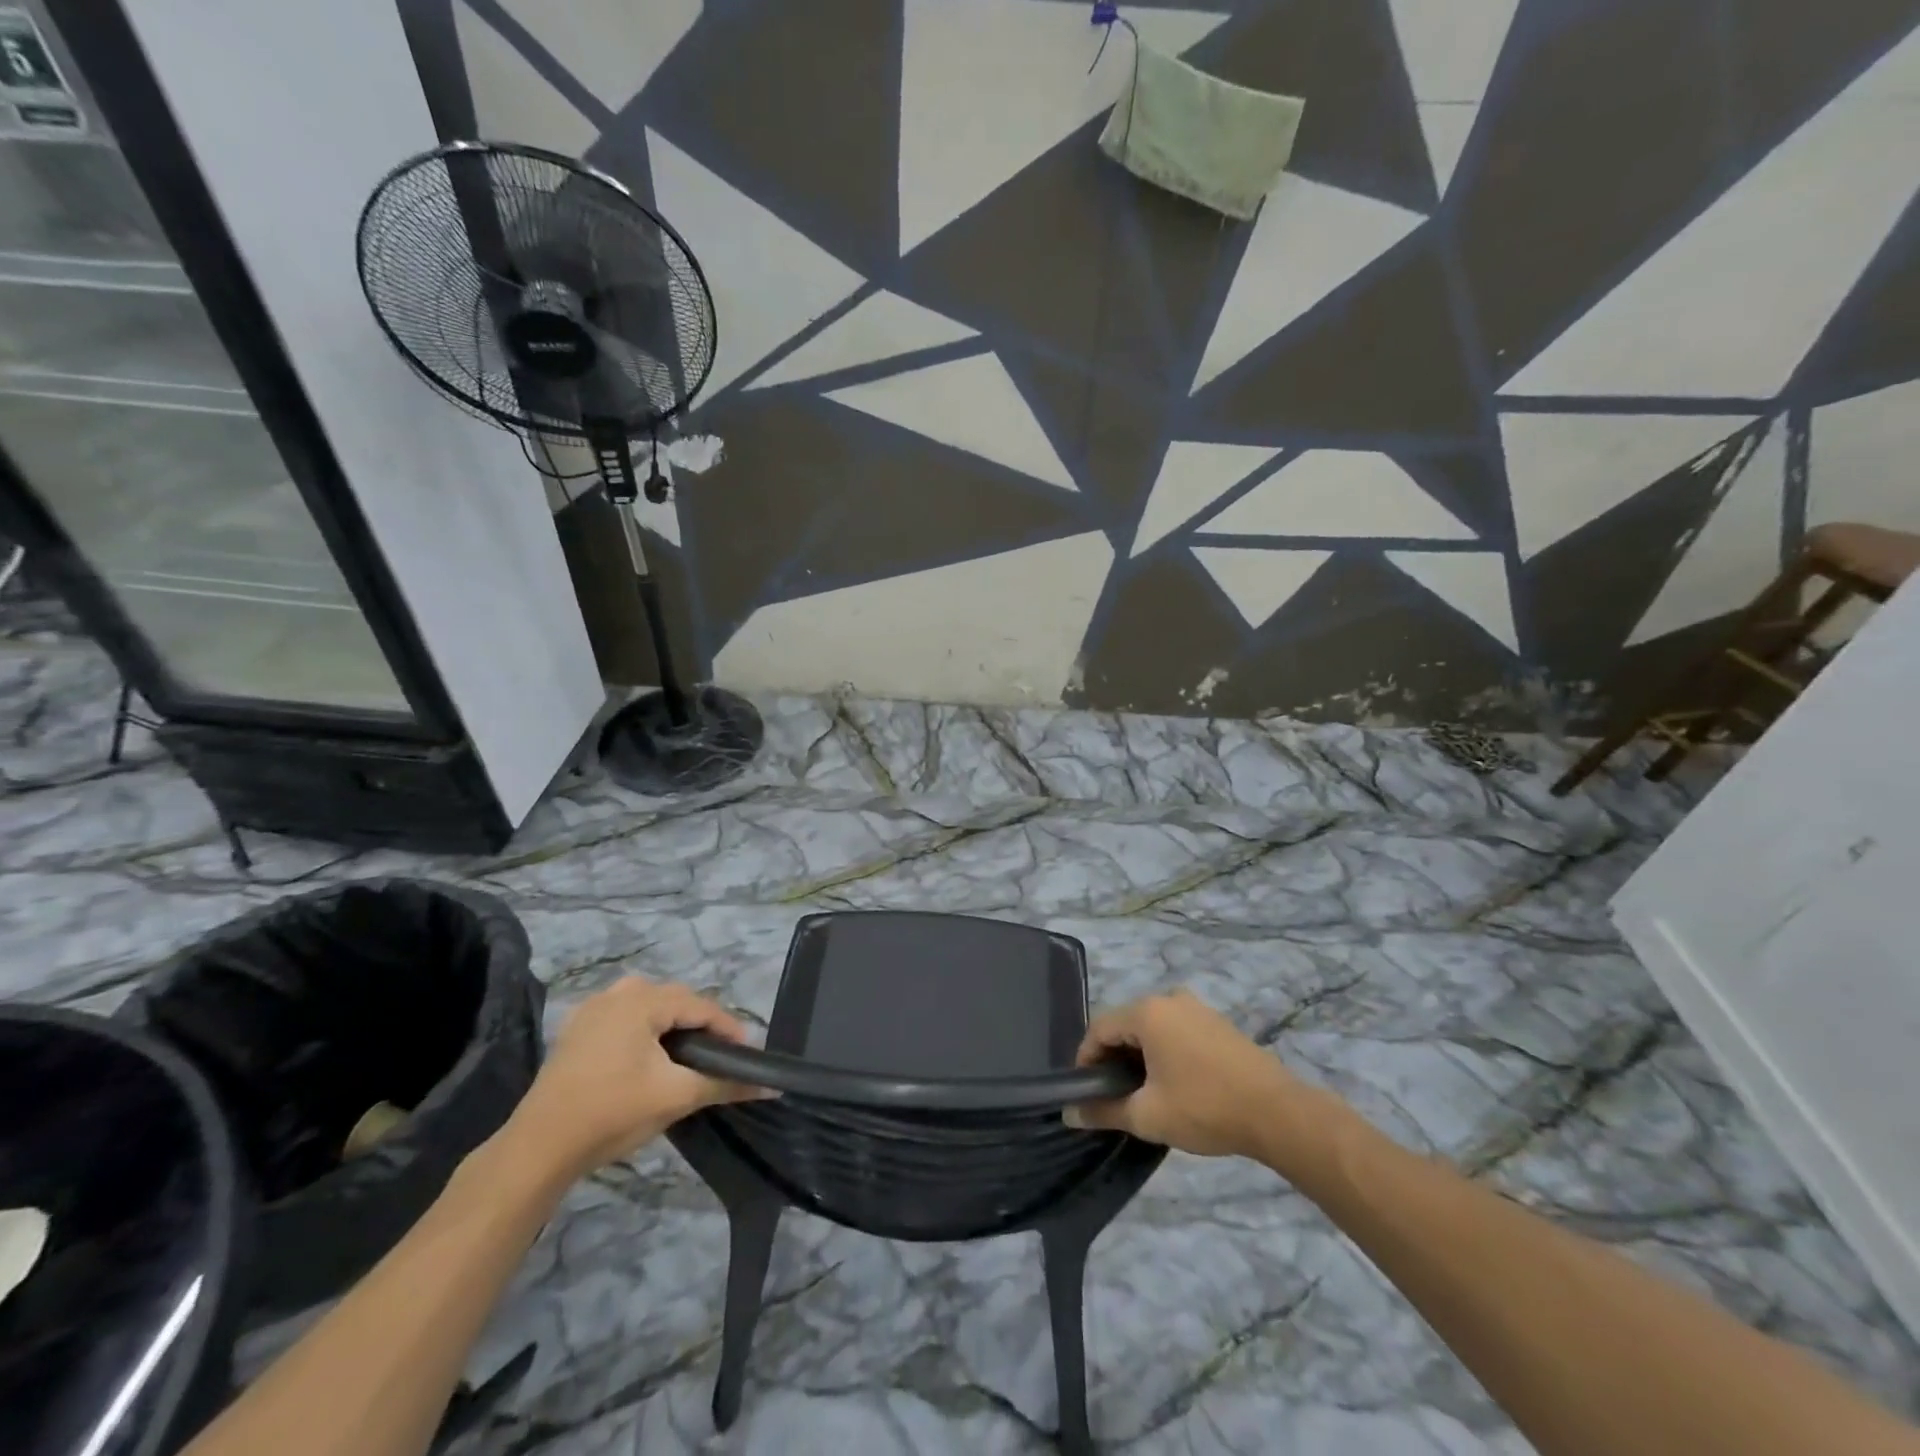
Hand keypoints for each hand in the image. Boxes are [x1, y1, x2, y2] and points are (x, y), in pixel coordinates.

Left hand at [502, 978, 765, 1183]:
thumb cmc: (613, 1113)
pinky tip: (649, 1059)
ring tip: (687, 1057)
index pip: (700, 1006)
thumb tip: (772, 1085)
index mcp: (643, 1000)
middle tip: (719, 1057)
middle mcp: (618, 992)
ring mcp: (592, 1009)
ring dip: (672, 1027)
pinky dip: (644, 1032)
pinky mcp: (576, 1030)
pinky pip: (624, 1019)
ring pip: (649, 1008)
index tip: (746, 1054)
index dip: (728, 1029)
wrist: (539, 1148)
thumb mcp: (677, 1096)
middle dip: (701, 1026)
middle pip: (675, 1001)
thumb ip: (725, 1084)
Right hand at [1066, 990, 1326, 1161]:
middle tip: (1112, 1096)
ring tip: (1142, 1093)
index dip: (1086, 1061)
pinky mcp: (1216, 1022)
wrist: (1278, 1113)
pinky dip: (1163, 1051)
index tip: (1085, 1093)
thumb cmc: (1205, 1108)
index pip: (1099, 1028)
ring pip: (1151, 1028)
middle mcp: (1168, 998)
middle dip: (1112, 1058)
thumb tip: (1070, 1114)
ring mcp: (1196, 1007)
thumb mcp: (1148, 1115)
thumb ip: (1104, 1111)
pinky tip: (1173, 1083)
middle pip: (1125, 1024)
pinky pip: (1175, 1030)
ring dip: (1139, 1055)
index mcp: (1147, 1012)